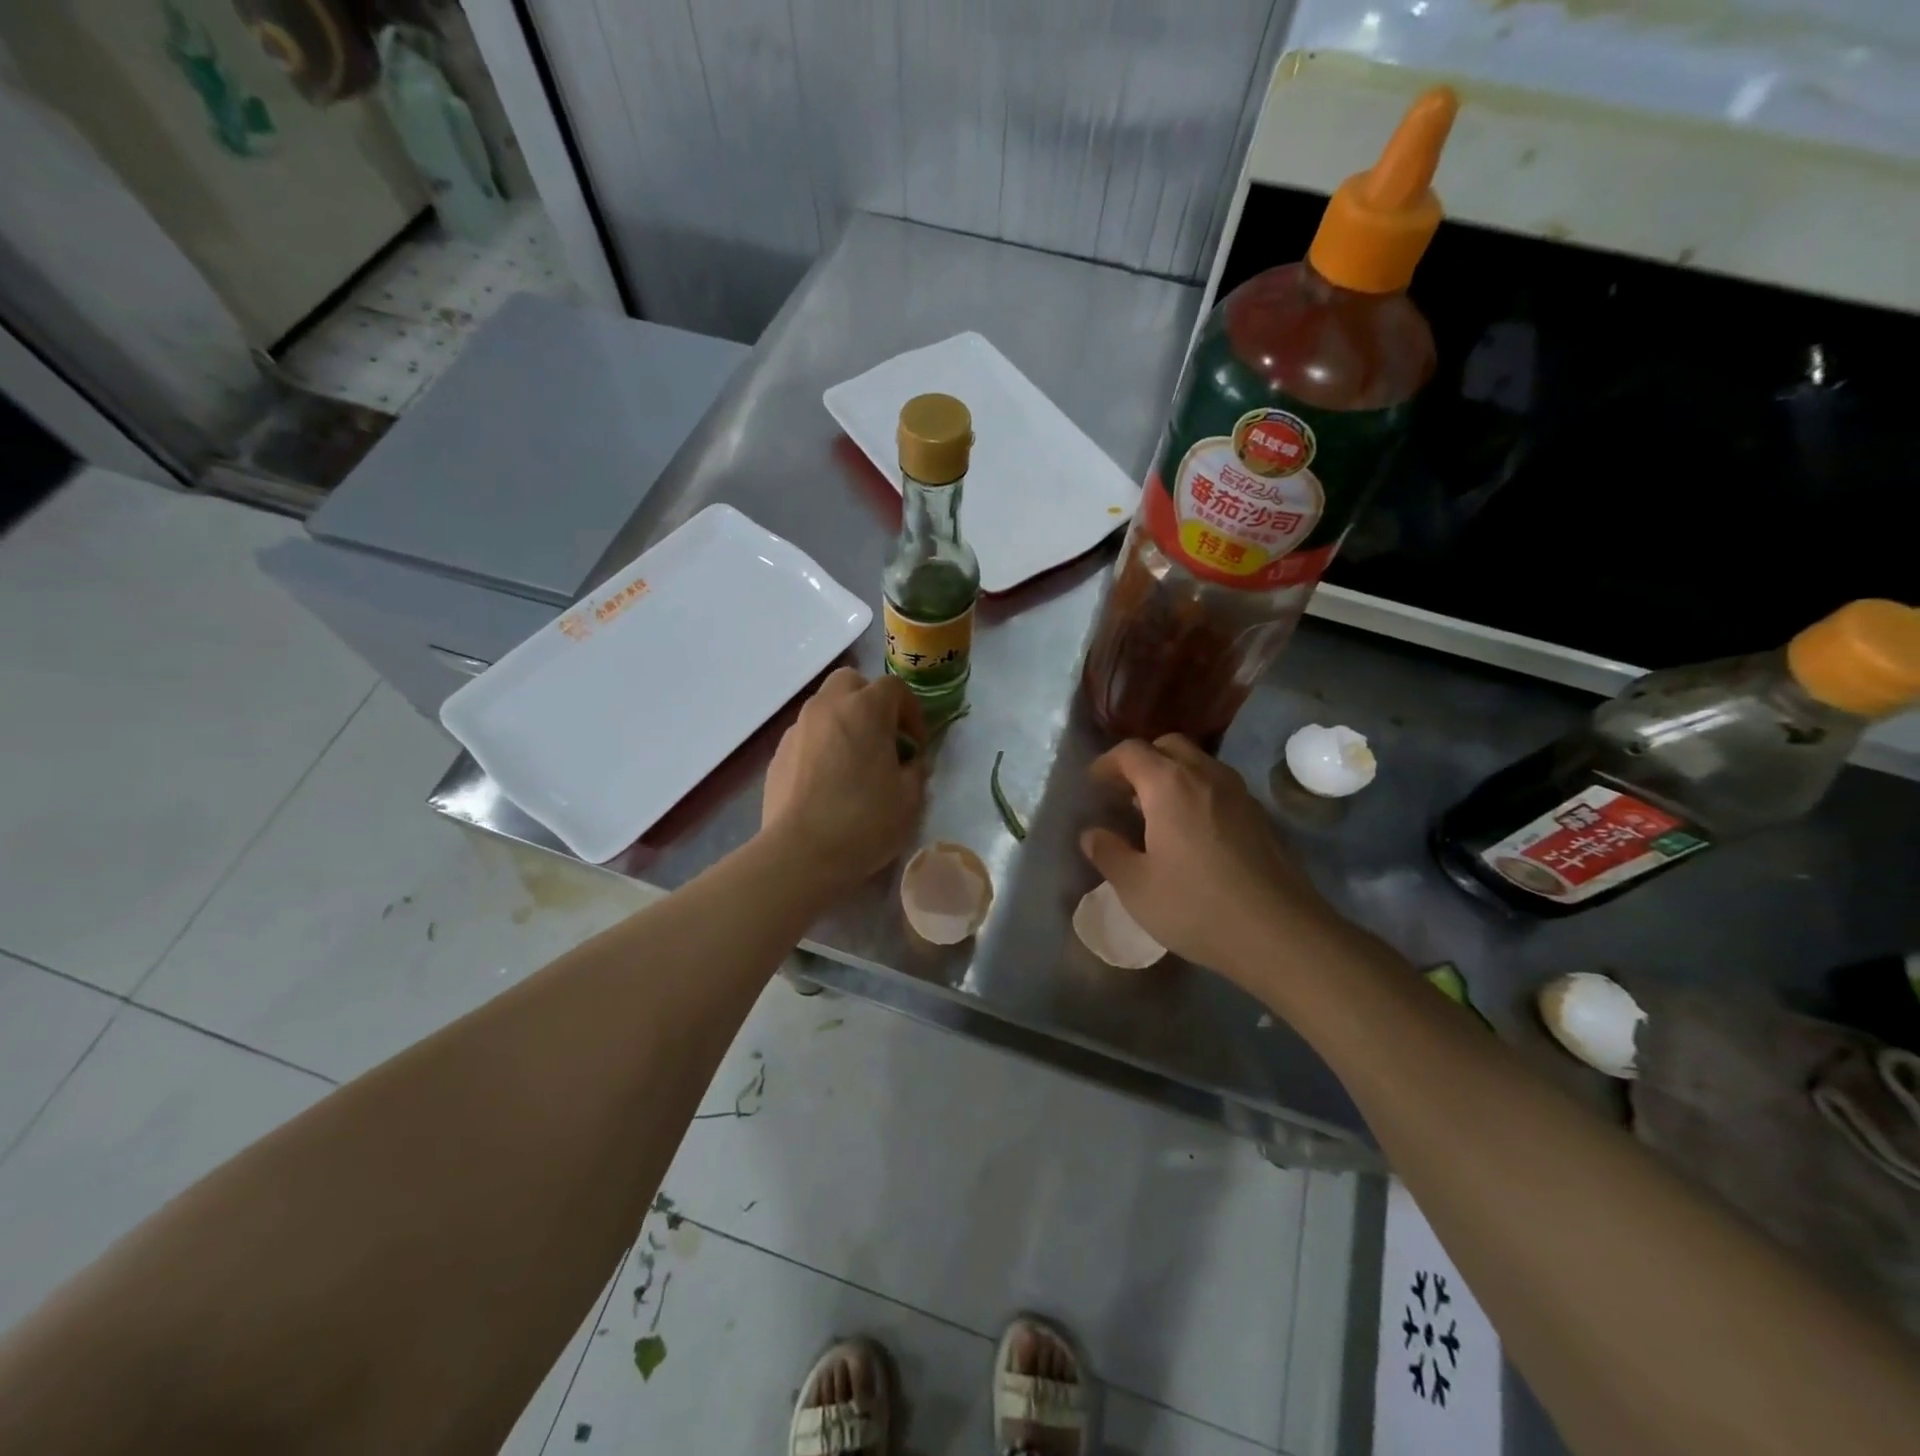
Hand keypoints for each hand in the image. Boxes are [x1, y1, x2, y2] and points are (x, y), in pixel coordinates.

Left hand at [762, 667, 926, 883]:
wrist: (801, 854)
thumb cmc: (864, 821)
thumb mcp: (910, 799)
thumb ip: (916, 771)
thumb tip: (910, 763)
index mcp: (865, 709)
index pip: (895, 688)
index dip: (912, 712)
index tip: (916, 746)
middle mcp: (827, 707)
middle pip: (851, 682)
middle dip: (870, 701)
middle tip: (883, 737)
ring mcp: (797, 729)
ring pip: (825, 708)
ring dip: (844, 723)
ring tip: (855, 762)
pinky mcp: (778, 755)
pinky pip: (807, 736)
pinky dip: (822, 745)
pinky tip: (828, 782)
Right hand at [1079, 735, 1354, 991]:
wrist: (1281, 934)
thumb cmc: (1197, 907)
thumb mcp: (1136, 886)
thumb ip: (1108, 853)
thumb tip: (1092, 833)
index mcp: (1169, 784)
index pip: (1130, 752)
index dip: (1106, 764)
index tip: (1093, 786)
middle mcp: (1205, 775)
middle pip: (1168, 746)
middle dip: (1141, 762)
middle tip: (1124, 794)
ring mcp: (1238, 793)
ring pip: (1197, 763)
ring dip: (1171, 775)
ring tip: (1154, 813)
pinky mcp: (1259, 815)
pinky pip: (1218, 786)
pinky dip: (1196, 793)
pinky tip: (1190, 832)